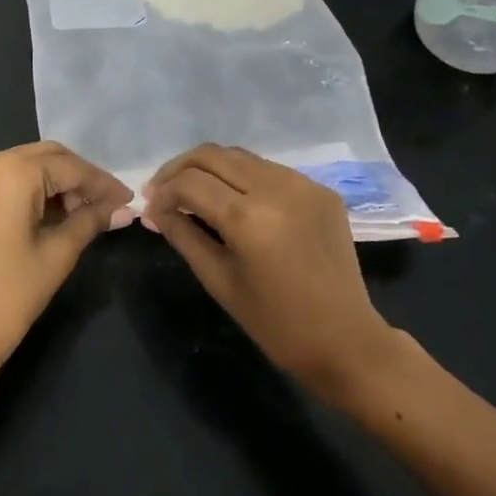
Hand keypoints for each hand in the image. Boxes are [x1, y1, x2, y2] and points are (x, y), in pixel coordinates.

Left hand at [0, 142, 132, 395]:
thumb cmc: (7, 297)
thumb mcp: (56, 255)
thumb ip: (90, 221)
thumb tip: (124, 209)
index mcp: (10, 171)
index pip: (69, 168)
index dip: (103, 183)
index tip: (129, 200)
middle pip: (47, 158)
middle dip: (80, 180)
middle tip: (111, 207)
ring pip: (28, 166)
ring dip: (58, 185)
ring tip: (87, 215)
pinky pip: (8, 179)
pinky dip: (34, 190)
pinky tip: (57, 214)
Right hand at [142, 144, 402, 399]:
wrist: (346, 340)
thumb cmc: (275, 323)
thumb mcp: (219, 280)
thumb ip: (183, 235)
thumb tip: (153, 210)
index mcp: (249, 218)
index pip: (190, 183)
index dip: (162, 192)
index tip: (150, 209)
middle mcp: (277, 188)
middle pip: (212, 155)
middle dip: (179, 169)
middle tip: (161, 191)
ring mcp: (303, 183)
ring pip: (240, 156)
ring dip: (209, 169)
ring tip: (191, 192)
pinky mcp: (320, 188)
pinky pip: (268, 170)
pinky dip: (241, 177)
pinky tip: (232, 200)